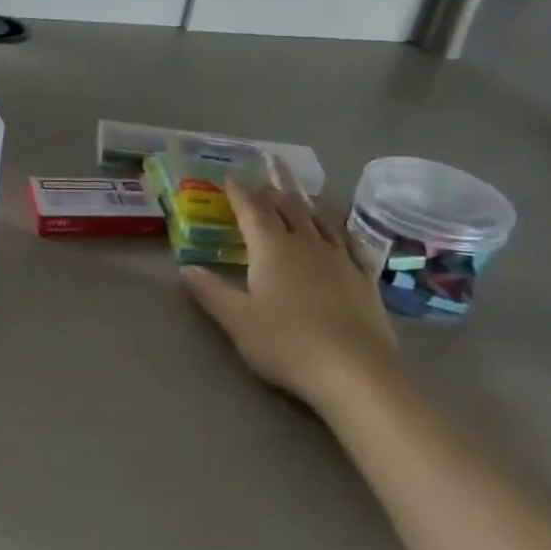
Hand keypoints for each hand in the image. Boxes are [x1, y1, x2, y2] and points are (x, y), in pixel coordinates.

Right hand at [182, 178, 404, 421]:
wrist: (354, 372)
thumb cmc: (286, 344)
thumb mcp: (237, 321)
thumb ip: (211, 292)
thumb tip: (186, 268)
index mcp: (272, 249)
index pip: (253, 210)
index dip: (240, 192)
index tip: (231, 178)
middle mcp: (307, 244)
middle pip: (289, 208)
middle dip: (272, 193)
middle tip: (262, 184)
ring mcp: (340, 259)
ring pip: (321, 220)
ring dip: (305, 205)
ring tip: (298, 197)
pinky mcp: (364, 278)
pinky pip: (350, 242)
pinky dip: (338, 229)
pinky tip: (339, 232)